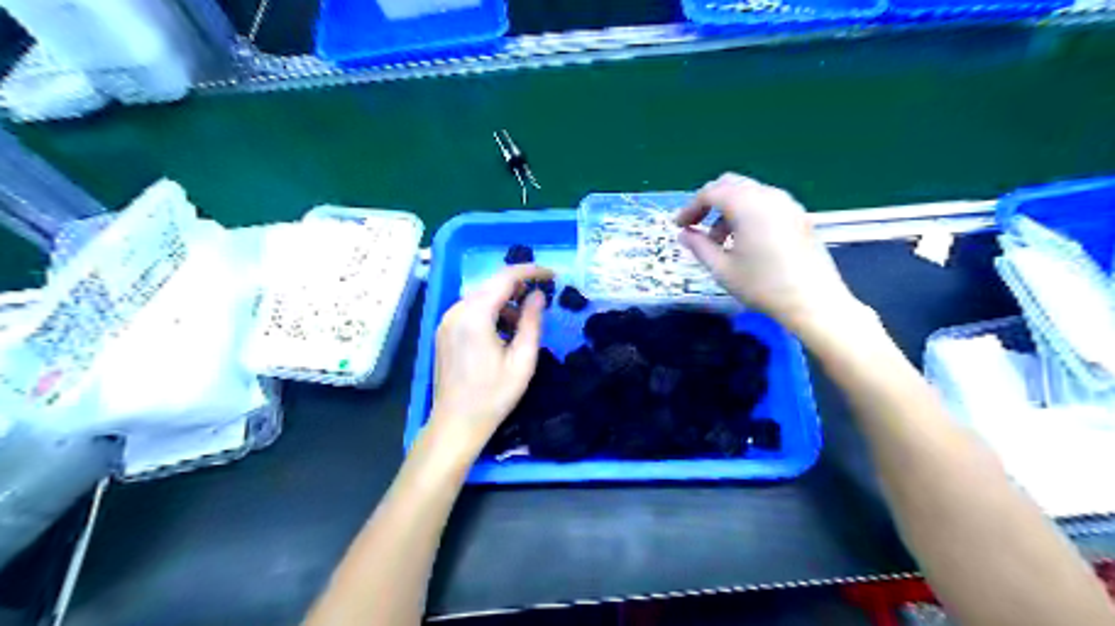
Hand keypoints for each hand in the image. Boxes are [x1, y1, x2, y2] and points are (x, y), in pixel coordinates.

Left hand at [428, 264, 551, 455]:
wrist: (456, 423)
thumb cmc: (493, 395)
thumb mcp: (522, 360)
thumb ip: (532, 322)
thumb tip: (539, 296)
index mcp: (475, 315)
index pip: (505, 277)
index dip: (531, 271)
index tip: (553, 276)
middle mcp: (456, 311)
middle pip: (491, 284)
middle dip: (519, 286)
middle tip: (543, 297)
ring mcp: (447, 321)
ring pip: (481, 297)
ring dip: (504, 301)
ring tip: (524, 323)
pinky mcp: (444, 332)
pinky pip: (471, 310)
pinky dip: (491, 312)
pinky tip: (503, 332)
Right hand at [671, 175, 861, 332]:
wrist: (814, 302)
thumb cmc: (762, 286)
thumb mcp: (722, 269)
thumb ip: (699, 247)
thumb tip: (684, 234)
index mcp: (748, 205)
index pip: (711, 192)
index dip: (690, 207)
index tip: (679, 226)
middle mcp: (769, 196)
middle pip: (731, 185)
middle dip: (709, 203)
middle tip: (696, 227)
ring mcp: (788, 204)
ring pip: (749, 193)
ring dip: (728, 210)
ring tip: (720, 242)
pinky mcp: (799, 216)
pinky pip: (766, 204)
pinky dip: (748, 214)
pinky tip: (745, 243)